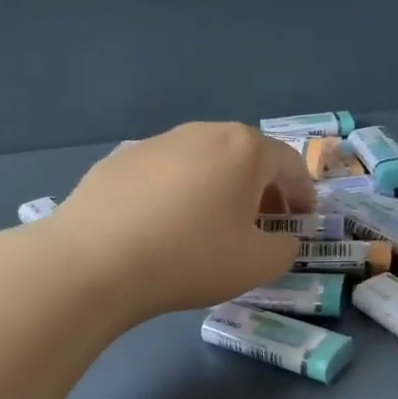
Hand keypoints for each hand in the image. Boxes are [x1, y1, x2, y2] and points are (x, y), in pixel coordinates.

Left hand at [35, 123, 315, 322]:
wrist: (94, 261)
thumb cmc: (189, 258)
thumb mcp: (256, 265)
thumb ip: (284, 248)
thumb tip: (281, 239)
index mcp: (243, 149)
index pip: (289, 164)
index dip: (303, 194)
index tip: (303, 220)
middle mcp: (202, 133)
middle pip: (245, 156)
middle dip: (261, 188)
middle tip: (263, 222)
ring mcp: (156, 142)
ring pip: (202, 161)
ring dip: (218, 187)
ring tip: (212, 224)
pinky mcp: (119, 160)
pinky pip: (164, 173)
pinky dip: (177, 192)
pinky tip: (164, 225)